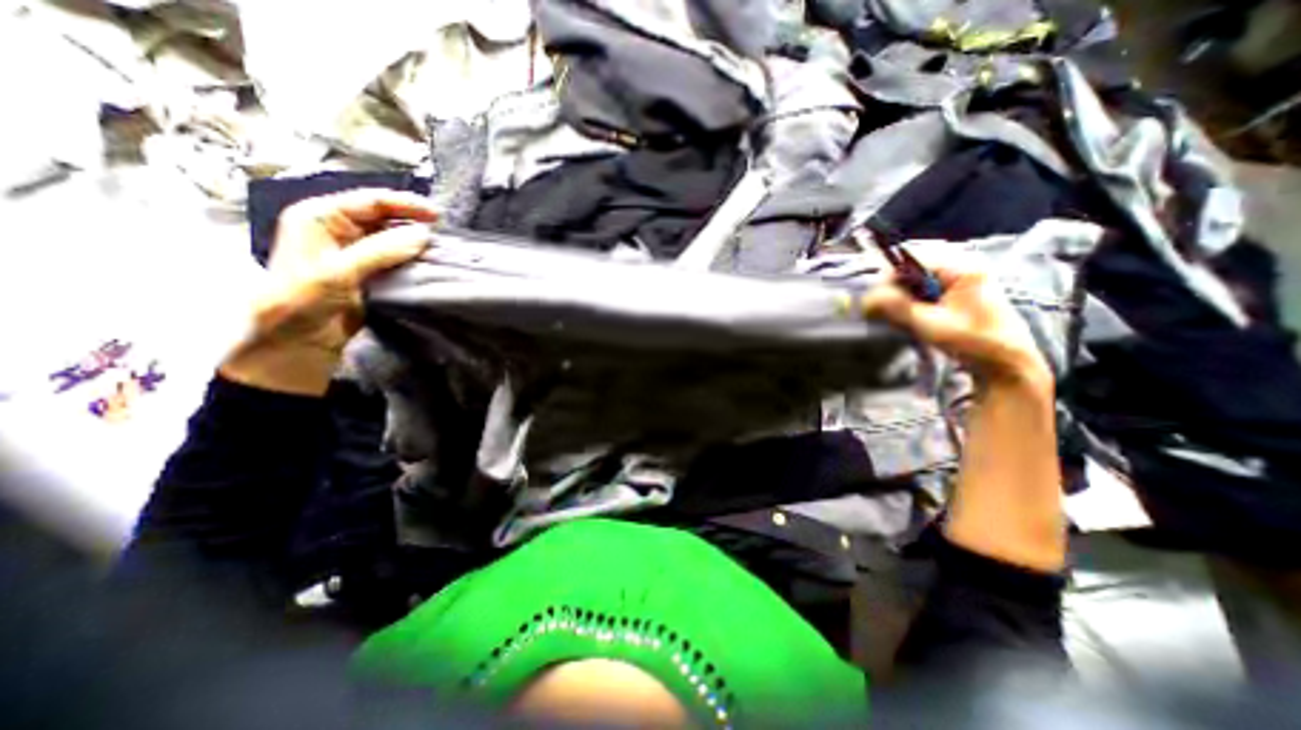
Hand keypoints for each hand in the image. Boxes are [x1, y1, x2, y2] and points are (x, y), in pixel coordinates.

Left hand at [219, 187, 439, 393]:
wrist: (297, 341)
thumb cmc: (303, 302)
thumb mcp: (339, 272)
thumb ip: (381, 251)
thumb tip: (422, 235)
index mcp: (320, 217)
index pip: (370, 200)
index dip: (405, 205)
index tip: (436, 216)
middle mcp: (337, 229)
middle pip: (382, 216)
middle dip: (412, 223)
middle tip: (441, 234)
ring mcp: (353, 251)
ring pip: (391, 237)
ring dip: (414, 242)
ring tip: (439, 249)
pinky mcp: (367, 271)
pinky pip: (394, 257)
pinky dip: (411, 259)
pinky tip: (427, 263)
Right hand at [861, 257, 1042, 391]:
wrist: (1005, 362)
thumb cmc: (972, 341)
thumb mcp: (930, 325)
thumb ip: (897, 308)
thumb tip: (865, 299)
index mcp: (962, 266)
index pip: (912, 259)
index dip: (889, 277)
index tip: (875, 300)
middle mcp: (961, 264)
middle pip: (912, 266)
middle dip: (894, 287)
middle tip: (881, 309)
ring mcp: (960, 276)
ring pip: (915, 277)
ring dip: (901, 295)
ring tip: (894, 314)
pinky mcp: (956, 289)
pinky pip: (923, 286)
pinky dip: (911, 299)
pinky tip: (908, 315)